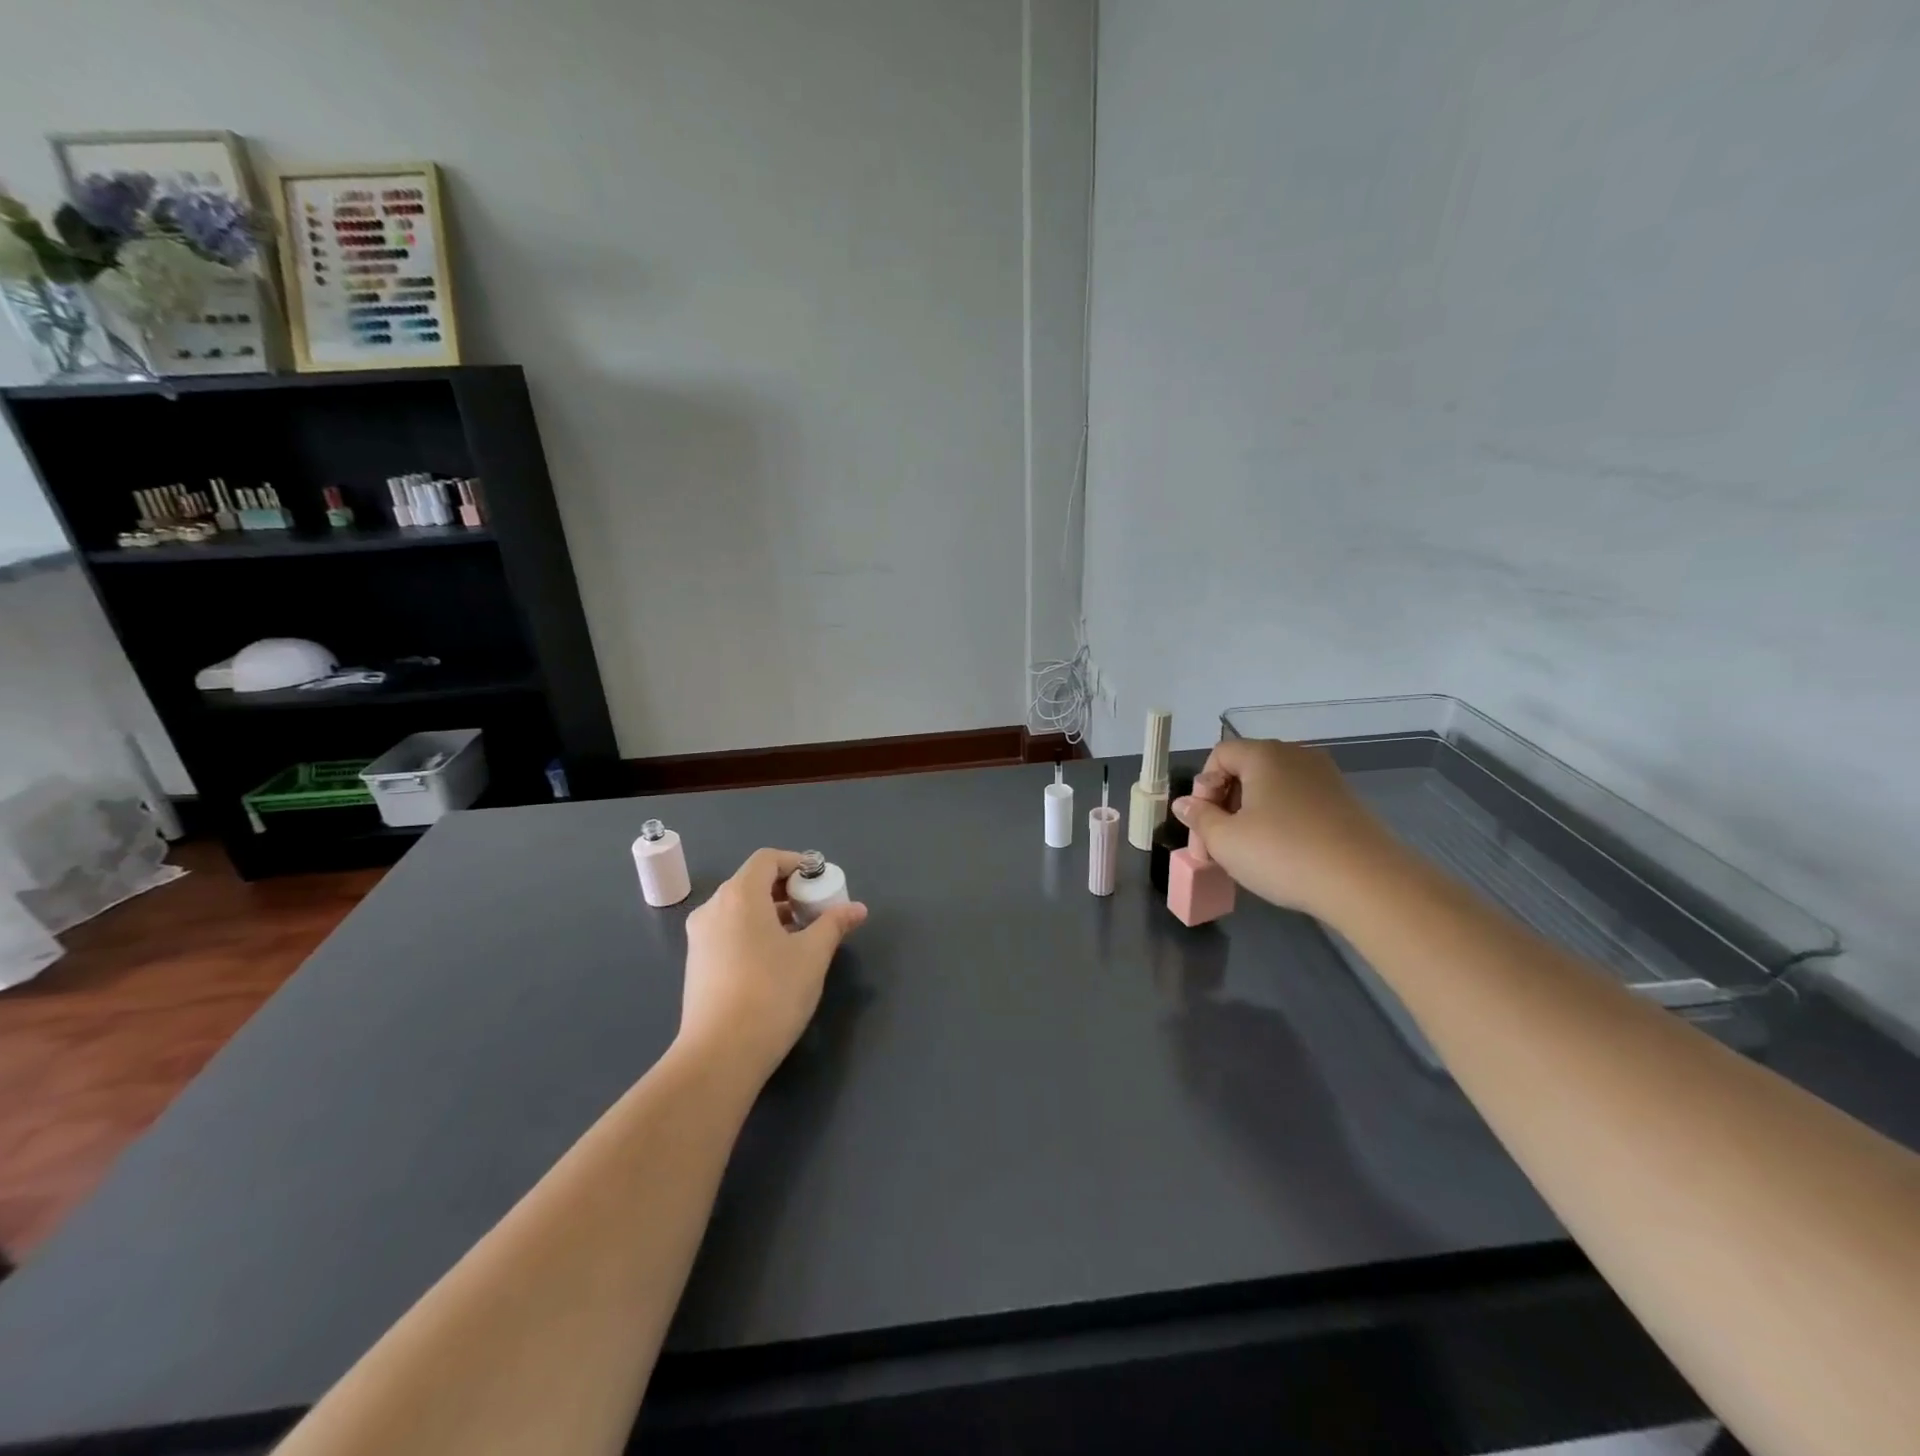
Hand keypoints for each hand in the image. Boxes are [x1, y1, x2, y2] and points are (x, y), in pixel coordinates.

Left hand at [678, 848, 867, 1086]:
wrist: (720, 1055)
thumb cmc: (771, 993)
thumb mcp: (812, 955)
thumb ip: (834, 924)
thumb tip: (857, 908)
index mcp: (739, 895)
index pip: (767, 859)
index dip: (796, 863)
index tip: (821, 881)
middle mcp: (713, 908)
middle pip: (752, 882)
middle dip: (787, 890)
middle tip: (816, 909)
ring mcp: (699, 937)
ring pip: (740, 909)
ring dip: (772, 912)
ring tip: (801, 935)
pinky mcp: (696, 964)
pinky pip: (729, 931)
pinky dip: (754, 931)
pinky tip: (776, 959)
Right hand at [1171, 738, 1397, 920]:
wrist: (1367, 883)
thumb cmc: (1284, 854)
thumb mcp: (1225, 841)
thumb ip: (1199, 818)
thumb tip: (1185, 804)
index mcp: (1264, 754)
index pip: (1220, 755)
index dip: (1203, 787)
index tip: (1204, 824)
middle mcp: (1297, 756)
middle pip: (1247, 769)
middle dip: (1226, 802)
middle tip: (1220, 843)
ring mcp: (1326, 778)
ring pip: (1274, 788)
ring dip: (1253, 814)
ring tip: (1250, 852)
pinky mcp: (1346, 803)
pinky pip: (1299, 803)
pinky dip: (1283, 822)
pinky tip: (1284, 855)